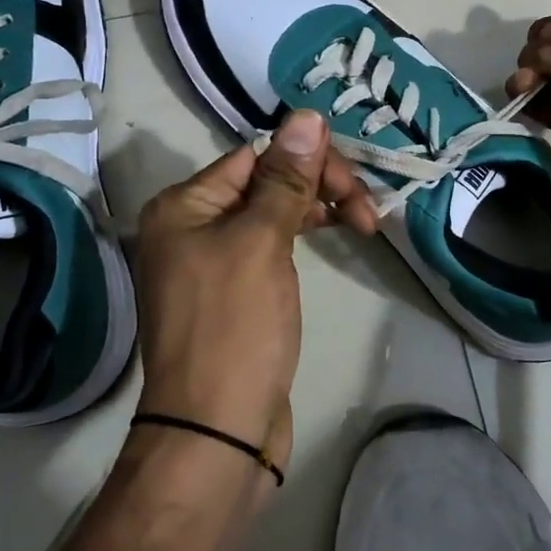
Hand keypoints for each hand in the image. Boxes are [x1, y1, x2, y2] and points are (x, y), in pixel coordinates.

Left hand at [132, 110, 375, 482]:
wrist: (217, 434)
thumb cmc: (235, 328)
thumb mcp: (261, 243)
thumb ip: (285, 179)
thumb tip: (306, 116)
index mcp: (183, 206)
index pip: (254, 157)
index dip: (307, 161)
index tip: (354, 183)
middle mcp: (190, 227)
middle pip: (264, 183)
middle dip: (317, 187)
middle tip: (367, 211)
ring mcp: (211, 263)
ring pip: (271, 215)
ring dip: (316, 209)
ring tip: (364, 223)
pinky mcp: (234, 294)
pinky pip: (270, 247)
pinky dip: (301, 237)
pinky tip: (332, 235)